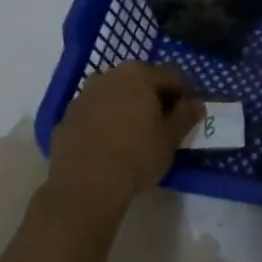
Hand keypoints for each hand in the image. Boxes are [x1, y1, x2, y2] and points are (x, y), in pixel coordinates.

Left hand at [47, 63, 204, 209]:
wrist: (84, 187)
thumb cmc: (136, 156)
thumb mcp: (170, 138)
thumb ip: (186, 115)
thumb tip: (196, 103)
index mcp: (138, 75)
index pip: (171, 76)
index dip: (184, 94)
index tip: (189, 113)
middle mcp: (108, 76)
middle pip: (140, 81)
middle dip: (154, 97)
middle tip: (164, 122)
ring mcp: (82, 96)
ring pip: (114, 96)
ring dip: (127, 107)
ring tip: (136, 133)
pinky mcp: (65, 118)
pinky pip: (94, 113)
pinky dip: (105, 122)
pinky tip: (110, 145)